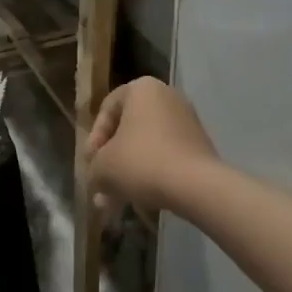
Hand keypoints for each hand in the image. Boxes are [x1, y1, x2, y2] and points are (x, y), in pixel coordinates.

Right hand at [85, 76, 219, 217]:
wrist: (197, 186)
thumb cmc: (142, 163)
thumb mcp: (103, 168)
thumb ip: (93, 168)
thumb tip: (97, 177)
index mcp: (141, 89)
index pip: (107, 109)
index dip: (94, 139)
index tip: (91, 165)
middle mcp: (166, 97)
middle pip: (128, 130)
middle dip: (112, 161)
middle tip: (102, 185)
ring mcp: (186, 121)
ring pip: (146, 146)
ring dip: (129, 172)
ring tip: (117, 202)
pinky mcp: (200, 145)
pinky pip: (167, 156)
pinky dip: (152, 174)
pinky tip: (141, 201)